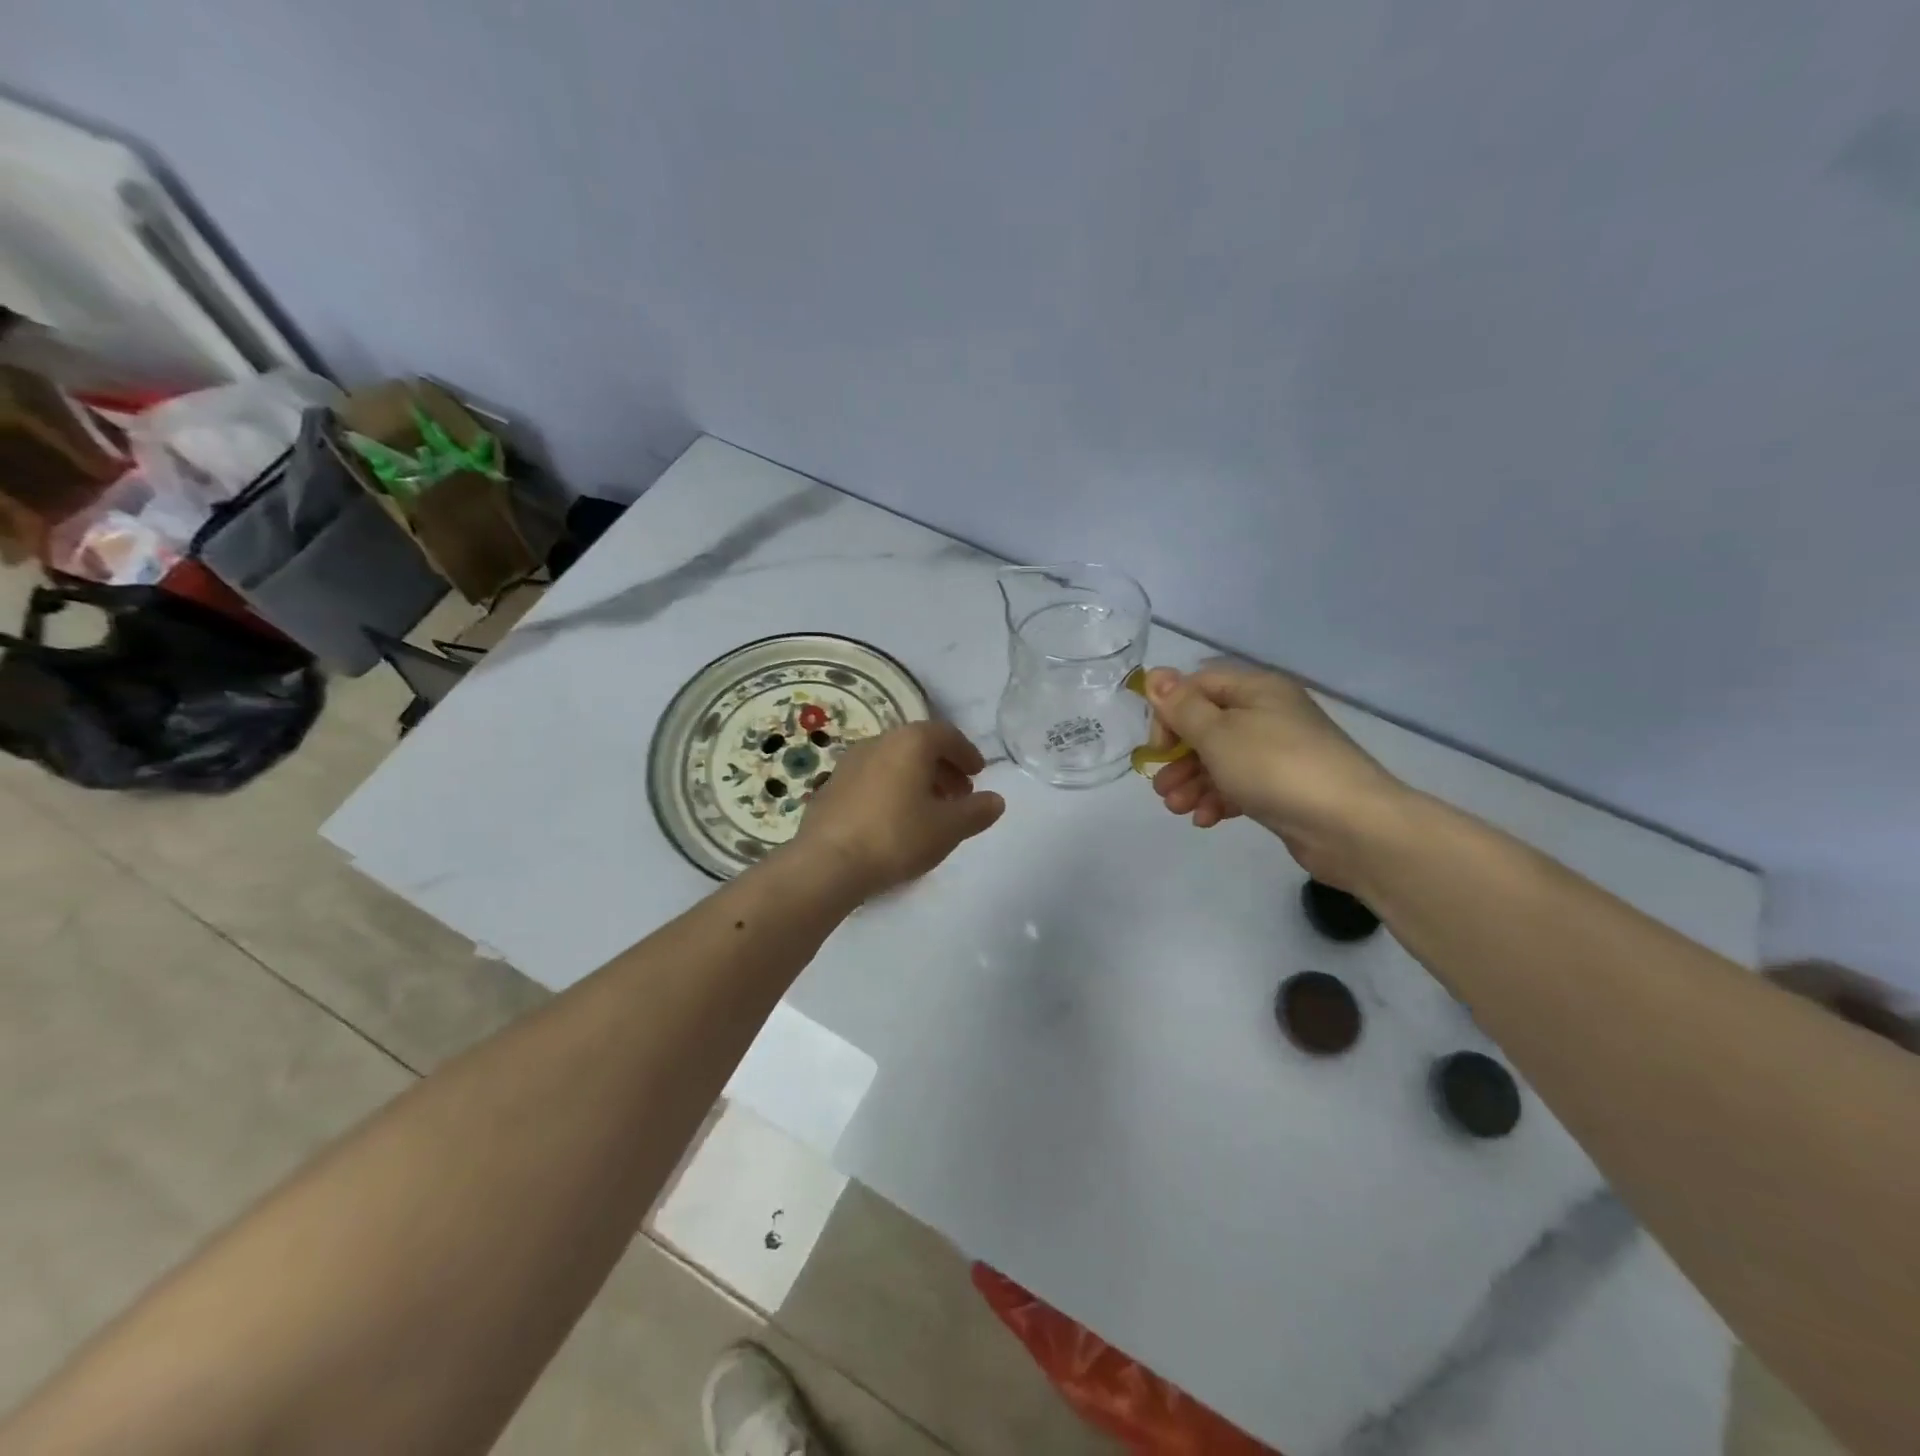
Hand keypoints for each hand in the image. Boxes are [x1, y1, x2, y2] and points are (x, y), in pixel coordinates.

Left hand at [793, 721, 1006, 898]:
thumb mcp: (948, 828)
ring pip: (894, 762)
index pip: (946, 734)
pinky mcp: (831, 787)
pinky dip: (892, 790)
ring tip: (930, 810)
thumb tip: (995, 800)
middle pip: (919, 746)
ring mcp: (850, 763)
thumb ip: (976, 811)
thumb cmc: (896, 836)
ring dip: (917, 779)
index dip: (967, 753)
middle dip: (943, 767)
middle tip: (959, 795)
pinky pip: (872, 779)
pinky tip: (896, 821)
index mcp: (910, 742)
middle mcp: (878, 742)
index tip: (978, 774)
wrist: (827, 863)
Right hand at [1143, 664, 1408, 887]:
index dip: (1170, 711)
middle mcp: (1269, 714)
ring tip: (1176, 809)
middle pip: (1208, 726)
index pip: (1199, 685)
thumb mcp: (1218, 733)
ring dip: (1193, 782)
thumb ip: (1182, 707)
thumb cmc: (1274, 768)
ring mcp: (1280, 753)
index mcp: (1257, 690)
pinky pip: (1242, 786)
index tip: (1157, 746)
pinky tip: (1205, 820)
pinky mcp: (1286, 789)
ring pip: (1222, 760)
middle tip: (1160, 786)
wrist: (1349, 825)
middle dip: (1178, 756)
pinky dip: (1219, 799)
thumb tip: (1155, 674)